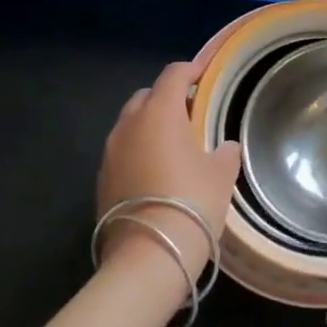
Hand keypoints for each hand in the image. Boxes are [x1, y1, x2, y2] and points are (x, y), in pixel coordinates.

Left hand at [97, 61, 241, 281]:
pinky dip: (138, 152)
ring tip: (173, 145)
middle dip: (167, 98)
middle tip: (191, 114)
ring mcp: (110, 153)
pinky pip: (122, 152)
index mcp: (159, 112)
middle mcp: (129, 124)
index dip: (191, 70)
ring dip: (150, 126)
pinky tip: (156, 173)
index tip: (205, 74)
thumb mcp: (221, 175)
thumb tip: (225, 147)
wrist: (147, 257)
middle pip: (147, 96)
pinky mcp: (100, 180)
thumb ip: (225, 152)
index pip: (173, 75)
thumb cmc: (191, 203)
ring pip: (131, 124)